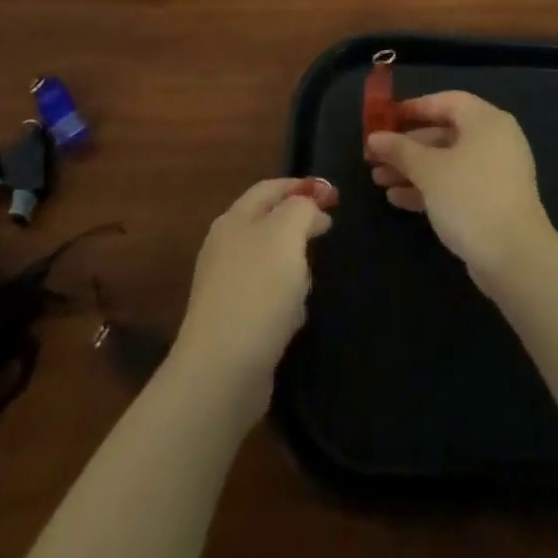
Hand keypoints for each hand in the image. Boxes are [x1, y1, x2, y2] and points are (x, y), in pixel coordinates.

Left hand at [172, 177, 337, 410]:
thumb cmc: (258, 291)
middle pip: (270, 223)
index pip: (270, 188)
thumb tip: (310, 206)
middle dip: (300, 226)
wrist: (222, 371)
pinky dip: (284, 301)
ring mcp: (227, 286)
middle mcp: (226, 247)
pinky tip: (293, 318)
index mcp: (234, 219)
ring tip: (309, 281)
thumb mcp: (286, 233)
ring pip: (271, 262)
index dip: (303, 186)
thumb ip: (301, 208)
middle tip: (327, 232)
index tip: (334, 196)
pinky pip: (267, 297)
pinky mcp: (233, 322)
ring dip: (294, 267)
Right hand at [365, 92, 555, 284]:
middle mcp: (494, 141)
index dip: (414, 107)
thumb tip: (374, 138)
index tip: (385, 118)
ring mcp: (495, 173)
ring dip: (412, 169)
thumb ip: (399, 150)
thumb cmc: (470, 197)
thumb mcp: (428, 170)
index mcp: (486, 121)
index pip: (446, 101)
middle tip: (374, 156)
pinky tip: (397, 199)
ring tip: (378, 180)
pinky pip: (455, 185)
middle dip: (407, 146)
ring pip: (447, 162)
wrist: (514, 257)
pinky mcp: (492, 202)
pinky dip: (429, 188)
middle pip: (444, 133)